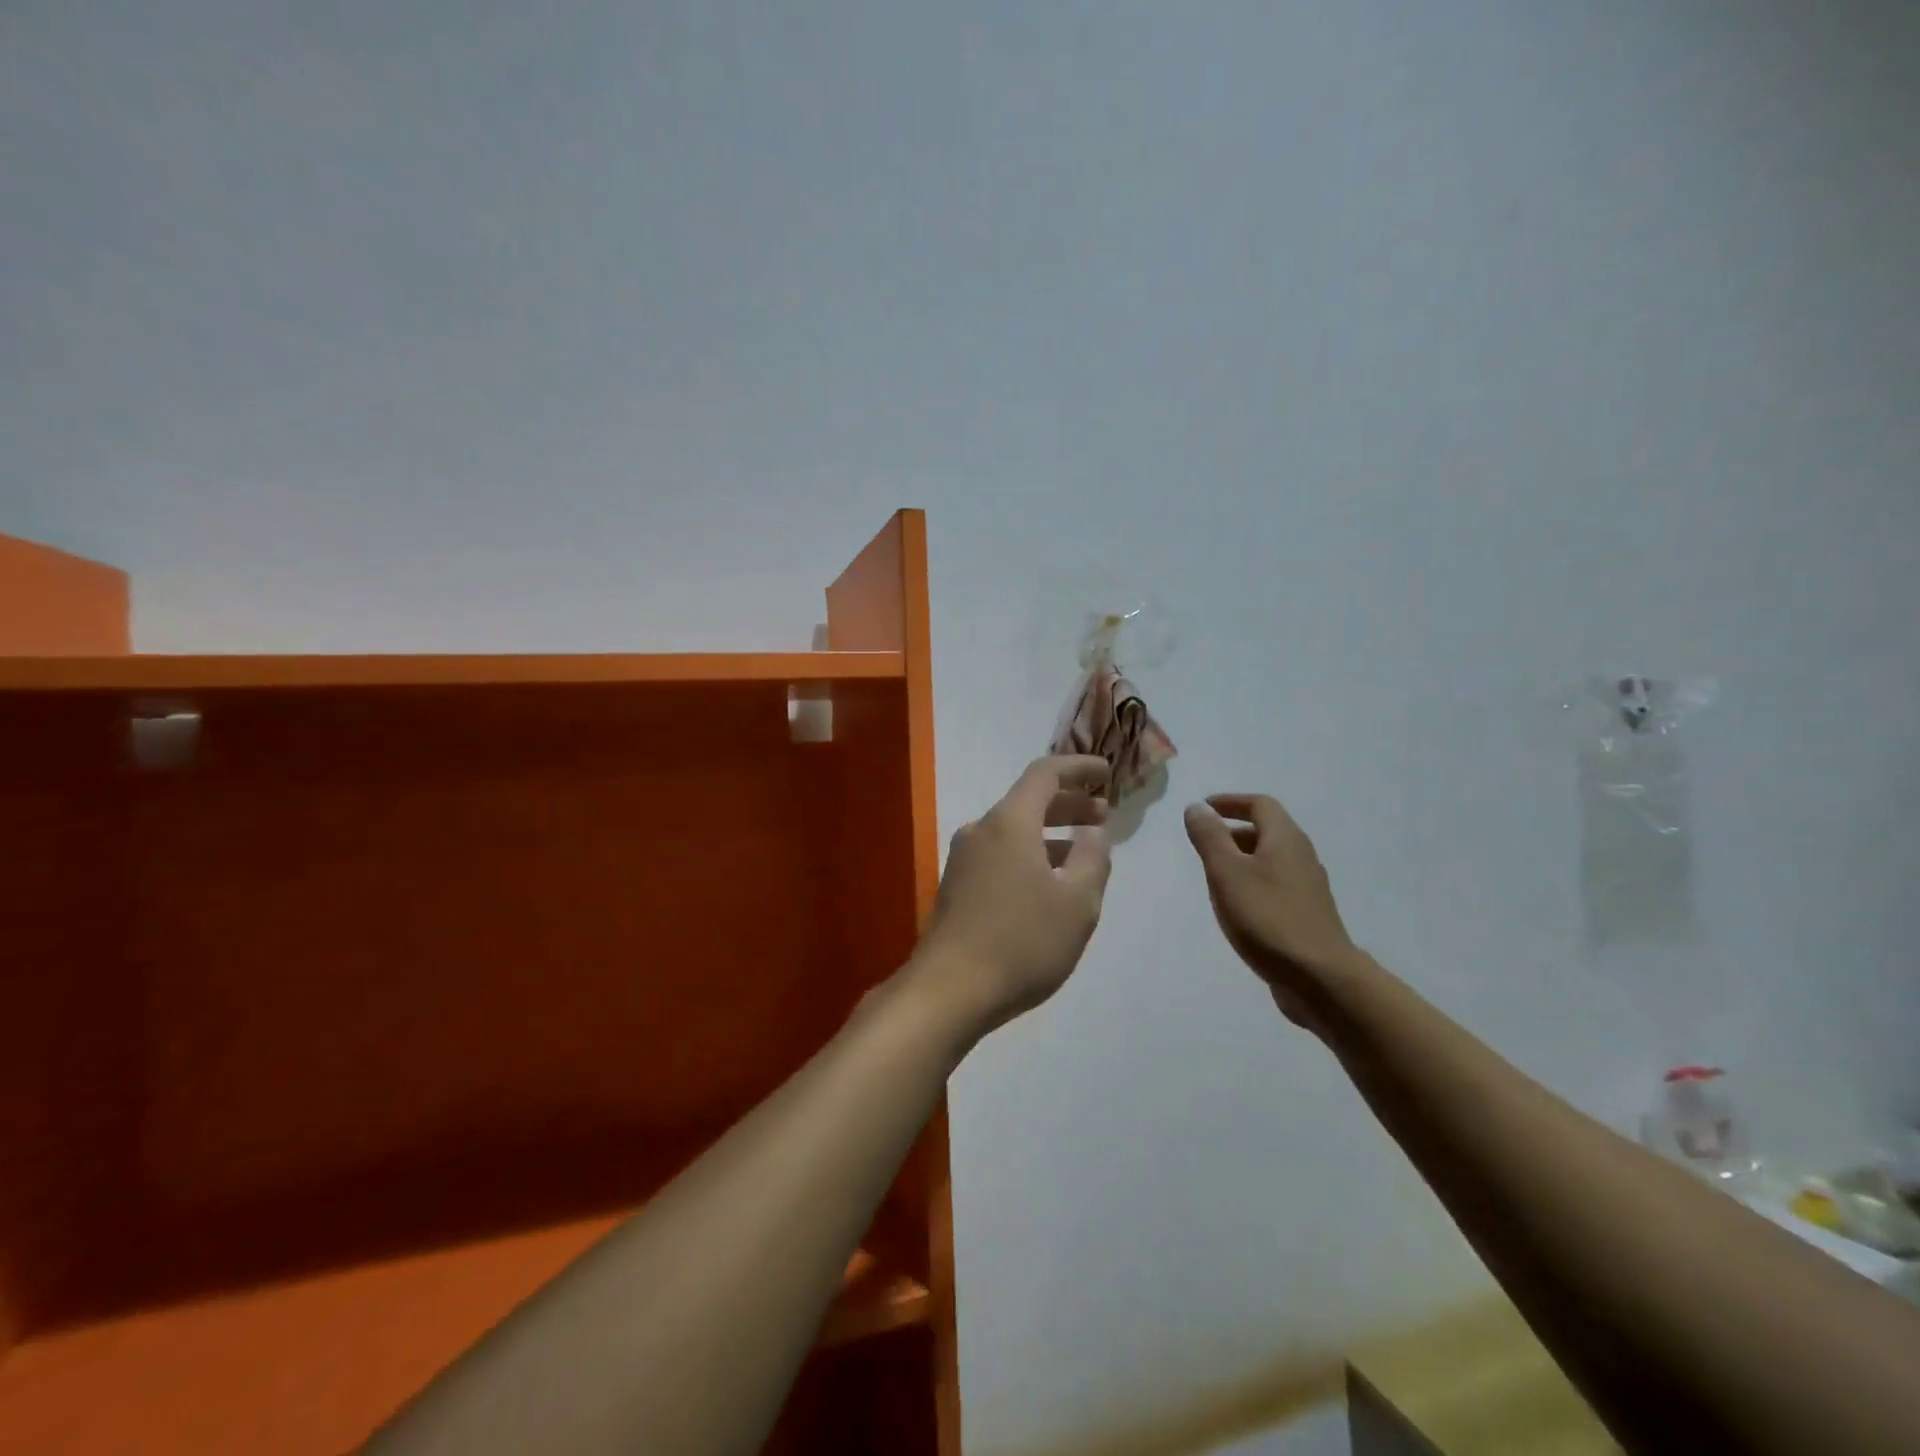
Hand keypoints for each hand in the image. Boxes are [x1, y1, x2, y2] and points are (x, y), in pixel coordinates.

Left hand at [913, 756, 1112, 1037]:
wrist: (948, 989)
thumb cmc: (1021, 941)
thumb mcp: (1077, 903)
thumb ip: (1093, 859)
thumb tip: (1093, 833)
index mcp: (1009, 822)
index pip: (1045, 773)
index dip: (1078, 767)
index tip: (1106, 772)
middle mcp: (981, 830)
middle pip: (1028, 802)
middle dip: (1068, 804)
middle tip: (1102, 815)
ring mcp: (963, 859)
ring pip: (1013, 831)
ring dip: (1049, 834)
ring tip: (1082, 853)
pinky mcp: (956, 886)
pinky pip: (1000, 855)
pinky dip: (1029, 855)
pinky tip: (1047, 883)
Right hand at [1183, 794, 1359, 1025]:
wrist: (1320, 978)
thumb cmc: (1267, 918)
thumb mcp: (1227, 873)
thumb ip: (1210, 837)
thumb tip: (1196, 807)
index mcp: (1285, 839)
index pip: (1260, 804)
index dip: (1230, 802)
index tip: (1204, 808)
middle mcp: (1301, 856)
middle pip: (1268, 830)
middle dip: (1234, 830)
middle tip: (1204, 842)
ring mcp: (1308, 887)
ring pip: (1272, 859)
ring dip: (1243, 858)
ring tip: (1215, 874)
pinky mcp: (1307, 914)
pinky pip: (1276, 884)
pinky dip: (1253, 882)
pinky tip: (1238, 906)